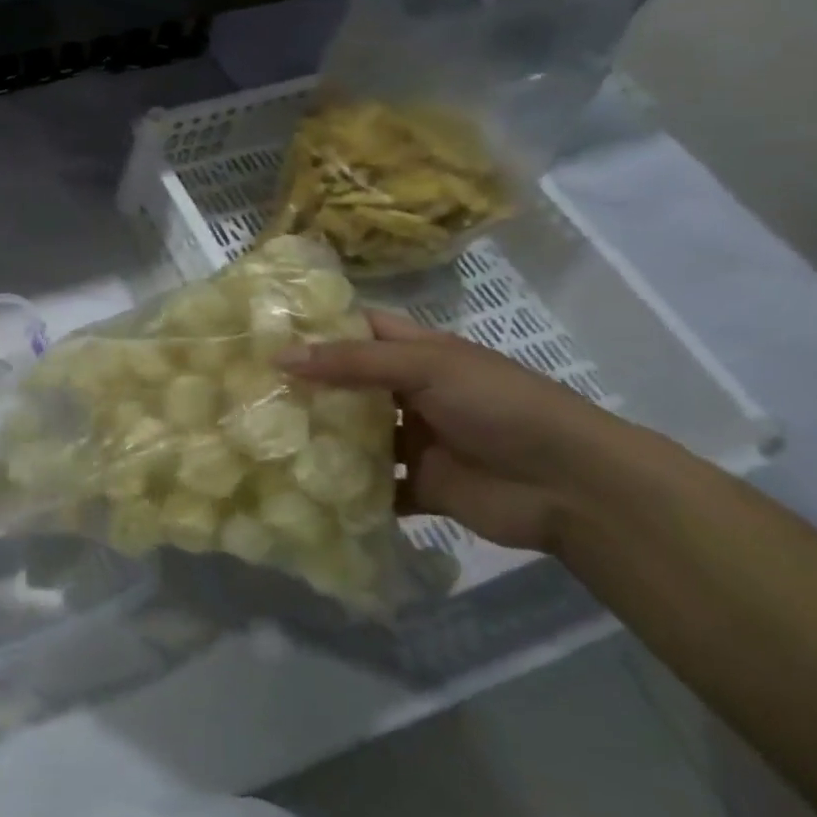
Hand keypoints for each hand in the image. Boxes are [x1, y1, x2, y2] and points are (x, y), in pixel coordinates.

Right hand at [281, 312, 643, 552]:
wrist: (571, 485)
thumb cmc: (500, 406)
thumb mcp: (426, 367)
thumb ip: (353, 363)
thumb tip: (279, 357)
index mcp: (418, 354)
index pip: (359, 330)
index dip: (317, 327)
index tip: (262, 331)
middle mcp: (411, 394)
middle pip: (348, 385)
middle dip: (305, 387)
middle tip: (245, 388)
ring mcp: (415, 441)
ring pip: (355, 437)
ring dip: (320, 439)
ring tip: (259, 437)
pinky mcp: (419, 486)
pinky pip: (372, 486)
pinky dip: (344, 490)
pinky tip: (299, 488)